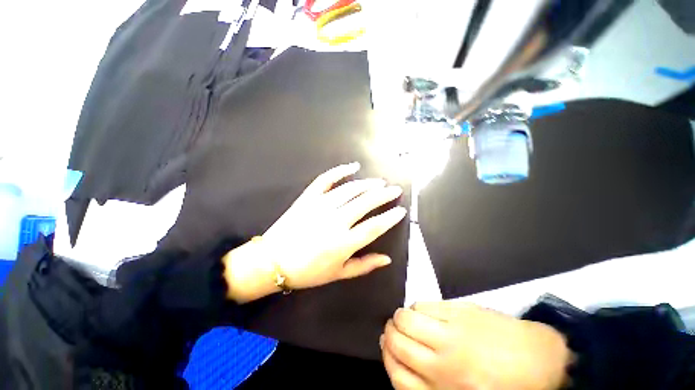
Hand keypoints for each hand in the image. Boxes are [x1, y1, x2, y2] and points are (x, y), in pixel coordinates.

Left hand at [225, 162, 406, 302]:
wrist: (273, 261)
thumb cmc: (307, 271)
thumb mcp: (338, 274)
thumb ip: (364, 265)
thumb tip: (387, 258)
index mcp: (344, 243)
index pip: (375, 226)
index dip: (390, 217)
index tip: (401, 210)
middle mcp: (335, 221)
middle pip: (366, 202)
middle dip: (384, 195)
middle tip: (395, 190)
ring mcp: (320, 206)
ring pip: (350, 189)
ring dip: (368, 184)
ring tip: (379, 182)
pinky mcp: (308, 197)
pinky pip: (326, 180)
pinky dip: (340, 171)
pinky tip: (352, 166)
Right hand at [381, 301, 572, 389]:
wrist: (542, 360)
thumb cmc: (503, 384)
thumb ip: (430, 385)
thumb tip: (402, 357)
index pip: (398, 376)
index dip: (386, 358)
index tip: (386, 346)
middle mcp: (445, 364)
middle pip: (398, 343)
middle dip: (389, 333)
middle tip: (393, 329)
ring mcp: (452, 334)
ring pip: (407, 319)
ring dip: (400, 317)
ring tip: (405, 318)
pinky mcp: (460, 310)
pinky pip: (424, 304)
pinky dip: (416, 306)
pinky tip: (422, 311)